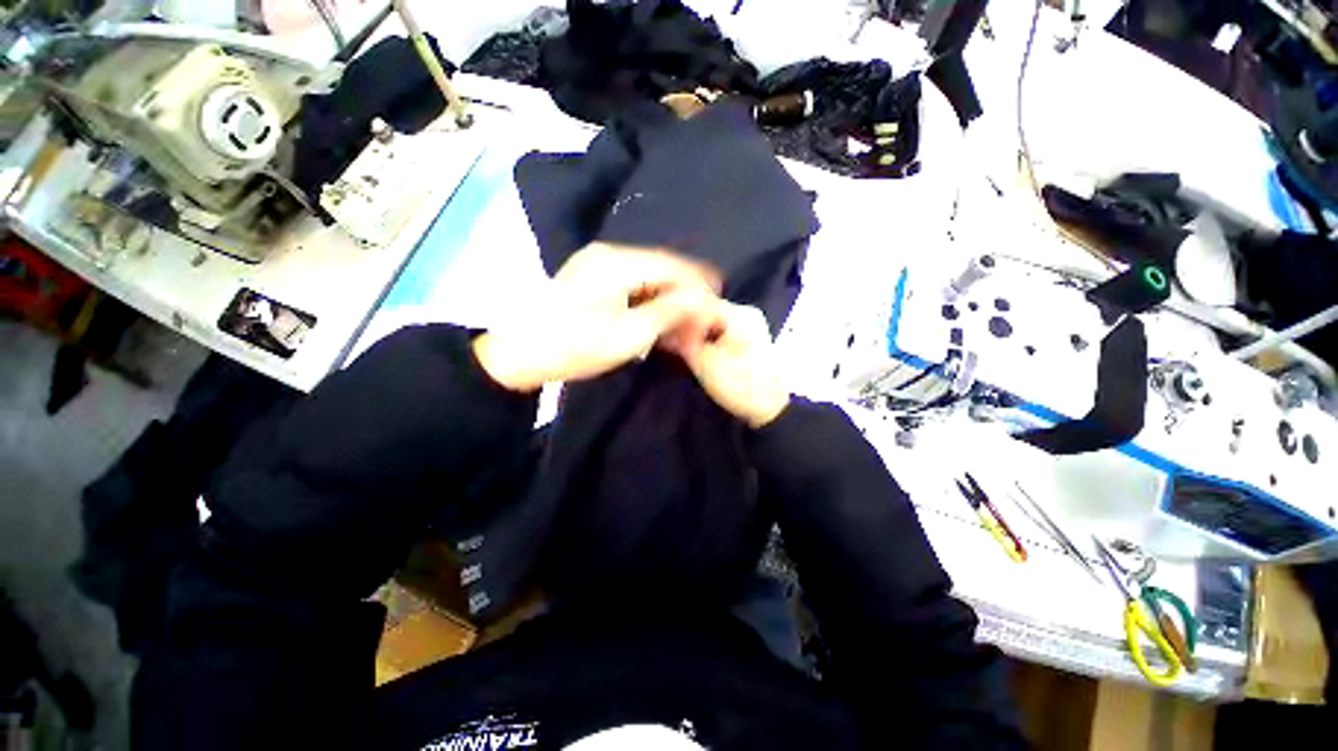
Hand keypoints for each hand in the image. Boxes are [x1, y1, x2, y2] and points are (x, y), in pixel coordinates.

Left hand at [474, 243, 720, 391]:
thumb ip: (667, 313)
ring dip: (666, 295)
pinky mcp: (590, 275)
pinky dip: (647, 297)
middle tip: (699, 315)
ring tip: (681, 319)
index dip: (697, 281)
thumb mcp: (628, 337)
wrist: (519, 354)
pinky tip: (656, 314)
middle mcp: (608, 253)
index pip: (671, 266)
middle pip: (660, 267)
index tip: (716, 298)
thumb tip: (702, 299)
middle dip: (683, 290)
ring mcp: (596, 262)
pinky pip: (631, 281)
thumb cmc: (575, 348)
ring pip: (646, 274)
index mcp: (617, 264)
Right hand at [670, 300, 789, 428]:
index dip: (678, 315)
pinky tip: (696, 349)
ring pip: (713, 321)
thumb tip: (665, 329)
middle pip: (707, 310)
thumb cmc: (738, 385)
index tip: (663, 329)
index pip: (700, 303)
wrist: (769, 409)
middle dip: (687, 324)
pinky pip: (722, 331)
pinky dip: (707, 338)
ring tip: (679, 346)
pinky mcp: (749, 338)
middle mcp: (747, 313)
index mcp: (739, 314)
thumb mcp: (704, 363)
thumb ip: (683, 342)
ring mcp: (750, 325)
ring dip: (696, 332)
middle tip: (669, 339)